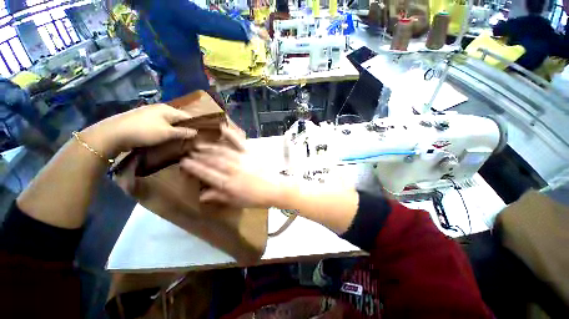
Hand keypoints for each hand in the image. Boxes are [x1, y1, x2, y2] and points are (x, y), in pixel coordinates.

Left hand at [81, 104, 196, 158]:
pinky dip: (165, 131)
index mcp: (168, 109)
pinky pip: (160, 125)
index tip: (199, 136)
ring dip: (174, 131)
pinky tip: (165, 138)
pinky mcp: (142, 120)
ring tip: (178, 140)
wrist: (113, 134)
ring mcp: (150, 113)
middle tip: (189, 140)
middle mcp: (160, 108)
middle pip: (178, 119)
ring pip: (168, 122)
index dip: (194, 125)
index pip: (187, 116)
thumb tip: (196, 132)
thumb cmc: (144, 131)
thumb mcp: (167, 133)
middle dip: (184, 129)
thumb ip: (183, 132)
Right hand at [180, 125, 285, 207]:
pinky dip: (231, 134)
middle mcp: (232, 169)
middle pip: (212, 160)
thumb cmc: (256, 198)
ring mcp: (242, 159)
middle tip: (189, 152)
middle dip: (199, 156)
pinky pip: (239, 142)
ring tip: (199, 144)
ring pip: (221, 151)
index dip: (194, 167)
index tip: (184, 162)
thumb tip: (201, 195)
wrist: (275, 189)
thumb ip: (219, 196)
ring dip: (209, 147)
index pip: (206, 173)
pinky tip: (223, 128)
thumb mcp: (237, 201)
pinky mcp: (250, 153)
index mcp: (228, 183)